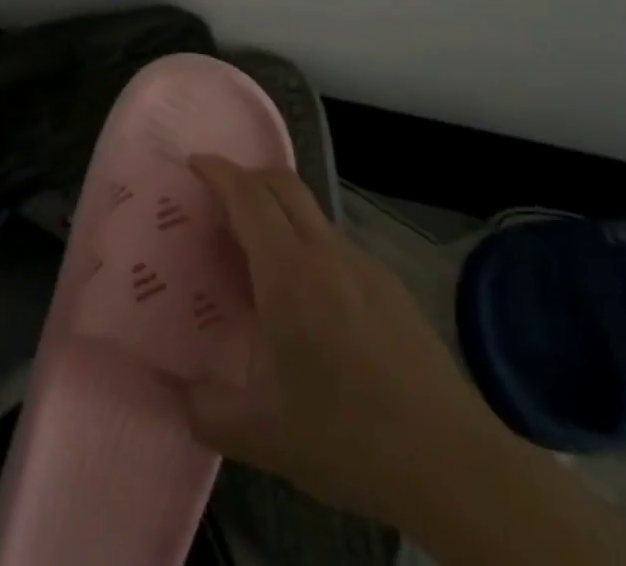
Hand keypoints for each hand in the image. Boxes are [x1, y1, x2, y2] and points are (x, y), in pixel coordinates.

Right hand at [184, 156, 513, 528]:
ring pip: (310, 211)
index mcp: (288, 272)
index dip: (218, 171)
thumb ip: (205, 410)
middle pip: (282, 182)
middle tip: (218, 199)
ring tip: (258, 253)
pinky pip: (335, 243)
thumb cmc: (347, 437)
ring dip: (278, 210)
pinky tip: (308, 298)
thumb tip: (173, 394)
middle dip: (246, 176)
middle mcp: (325, 251)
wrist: (451, 462)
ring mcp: (363, 264)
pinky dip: (307, 244)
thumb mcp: (262, 436)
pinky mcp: (389, 284)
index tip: (194, 164)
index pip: (248, 195)